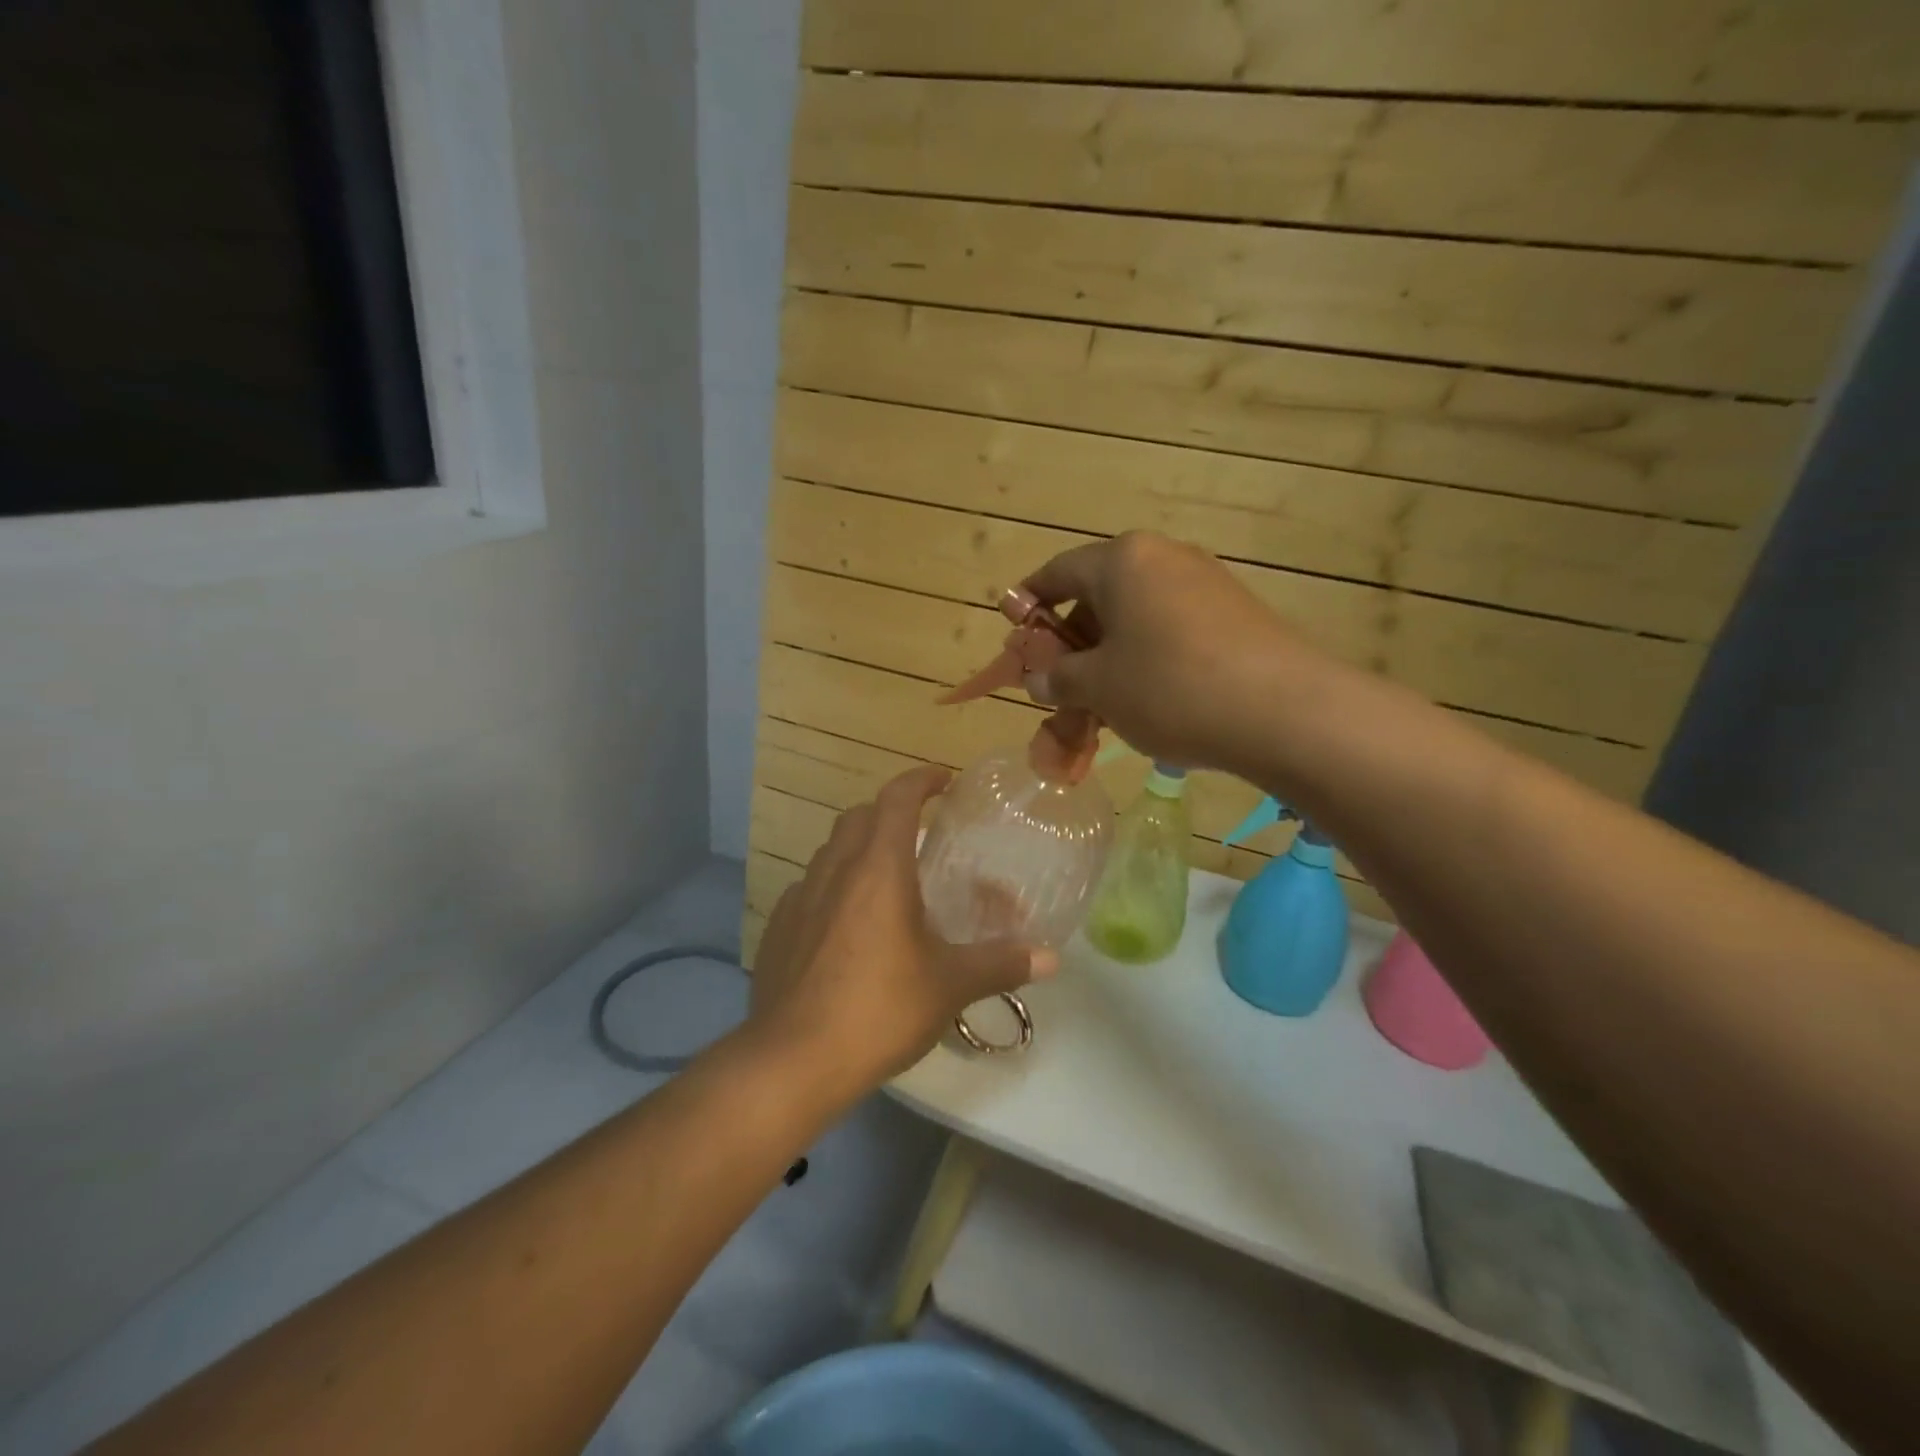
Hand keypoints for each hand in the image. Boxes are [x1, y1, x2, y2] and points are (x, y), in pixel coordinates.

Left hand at [749, 765, 1056, 1091]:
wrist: (793, 1061)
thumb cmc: (880, 1009)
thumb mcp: (950, 986)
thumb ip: (1002, 964)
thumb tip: (1052, 959)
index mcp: (879, 868)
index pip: (897, 798)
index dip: (921, 780)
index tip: (943, 781)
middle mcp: (835, 871)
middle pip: (859, 816)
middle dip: (889, 812)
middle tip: (920, 834)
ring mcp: (800, 899)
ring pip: (830, 851)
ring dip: (859, 849)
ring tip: (887, 880)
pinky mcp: (778, 930)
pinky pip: (810, 890)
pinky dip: (833, 888)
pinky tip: (847, 926)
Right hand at [1021, 532, 1326, 779]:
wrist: (1283, 711)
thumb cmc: (1169, 687)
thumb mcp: (1098, 687)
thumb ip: (1058, 678)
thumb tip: (1038, 678)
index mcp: (1122, 560)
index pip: (1057, 572)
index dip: (1029, 602)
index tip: (1014, 632)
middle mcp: (1163, 558)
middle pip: (1098, 593)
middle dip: (1071, 639)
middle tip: (1056, 682)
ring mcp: (1205, 583)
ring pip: (1135, 615)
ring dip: (1108, 654)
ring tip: (1100, 701)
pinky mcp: (1234, 613)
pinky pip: (1170, 628)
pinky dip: (1146, 657)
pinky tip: (1146, 699)